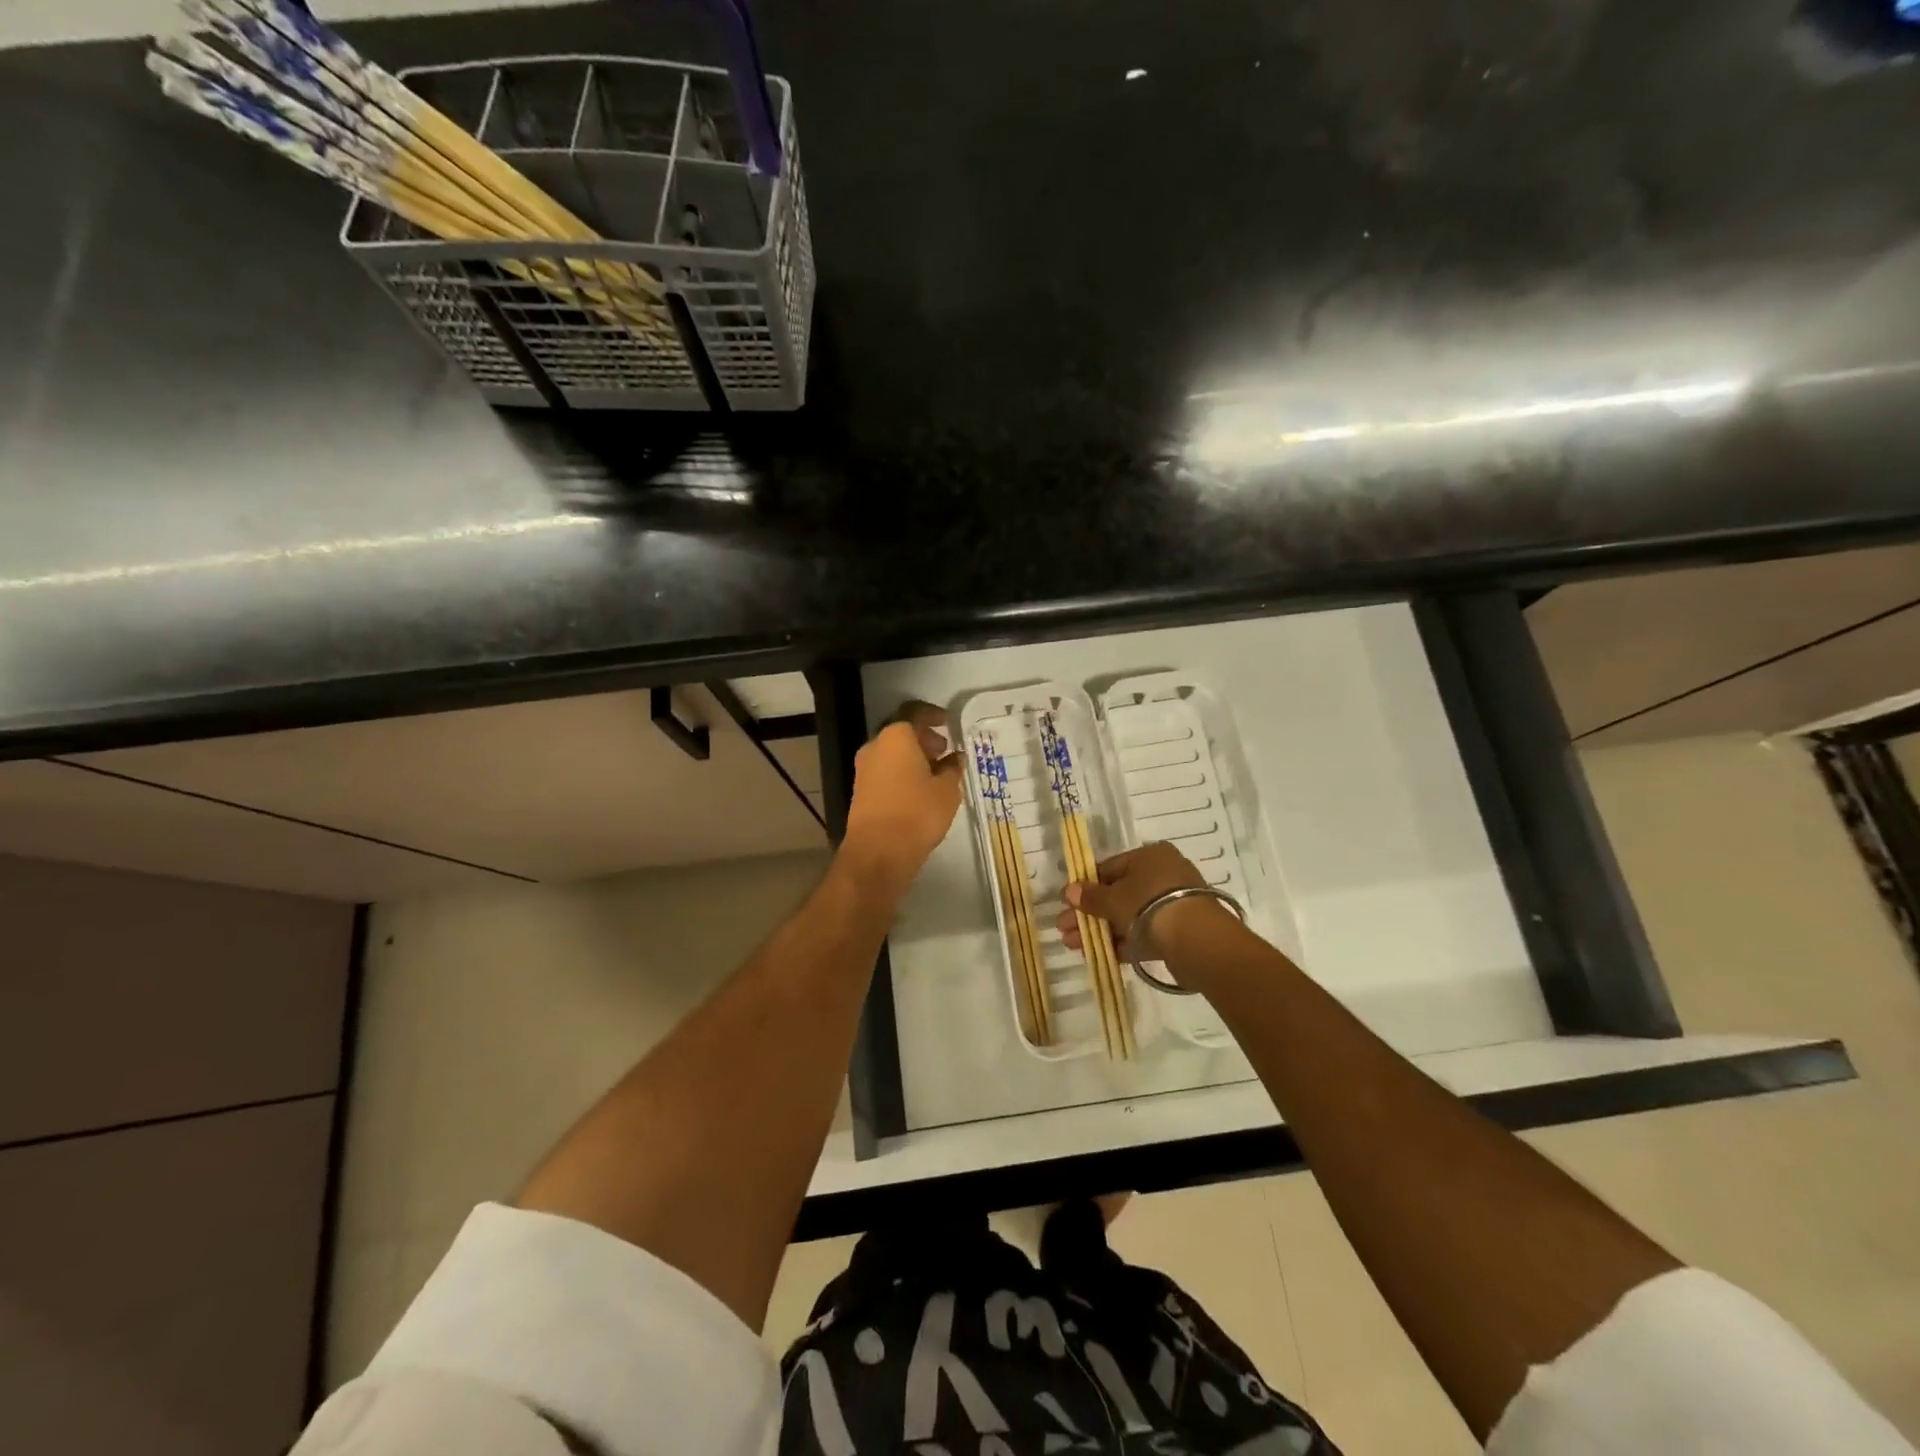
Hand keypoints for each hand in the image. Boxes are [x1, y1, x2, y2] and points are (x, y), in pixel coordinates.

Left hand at [842, 701, 962, 892]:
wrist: (878, 852)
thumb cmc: (917, 813)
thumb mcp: (947, 790)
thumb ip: (952, 768)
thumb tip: (955, 758)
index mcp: (896, 736)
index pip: (915, 713)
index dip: (933, 715)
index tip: (948, 722)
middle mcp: (875, 745)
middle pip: (902, 732)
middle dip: (924, 738)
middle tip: (945, 750)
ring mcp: (864, 768)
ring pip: (893, 752)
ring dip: (914, 757)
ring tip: (937, 772)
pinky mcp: (861, 789)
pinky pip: (886, 770)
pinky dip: (903, 772)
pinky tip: (921, 788)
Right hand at [1058, 842, 1220, 956]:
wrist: (1197, 940)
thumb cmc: (1149, 904)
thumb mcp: (1113, 899)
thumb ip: (1090, 896)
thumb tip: (1069, 890)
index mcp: (1150, 856)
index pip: (1110, 868)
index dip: (1086, 886)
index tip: (1067, 904)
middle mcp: (1164, 875)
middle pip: (1118, 894)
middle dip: (1089, 914)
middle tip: (1065, 929)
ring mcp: (1173, 904)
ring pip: (1129, 915)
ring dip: (1101, 930)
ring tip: (1073, 946)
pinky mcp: (1180, 931)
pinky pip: (1144, 933)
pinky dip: (1123, 942)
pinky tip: (1100, 954)